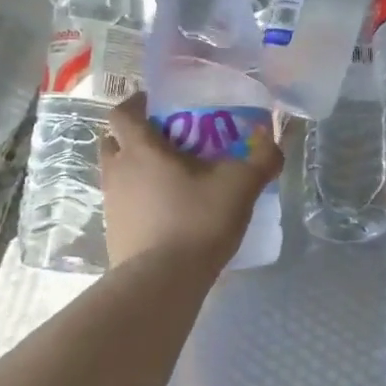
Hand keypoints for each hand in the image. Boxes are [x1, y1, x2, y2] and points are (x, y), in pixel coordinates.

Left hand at [101, 94, 283, 270]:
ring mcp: (111, 204)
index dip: (137, 103)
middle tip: (169, 141)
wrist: (162, 281)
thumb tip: (274, 141)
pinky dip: (140, 199)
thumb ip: (262, 159)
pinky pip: (124, 203)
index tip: (160, 105)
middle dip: (136, 136)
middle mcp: (117, 171)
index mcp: (140, 149)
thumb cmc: (197, 220)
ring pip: (118, 174)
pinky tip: (169, 211)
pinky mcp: (114, 232)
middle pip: (114, 141)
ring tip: (173, 178)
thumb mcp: (240, 185)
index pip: (123, 112)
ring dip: (138, 169)